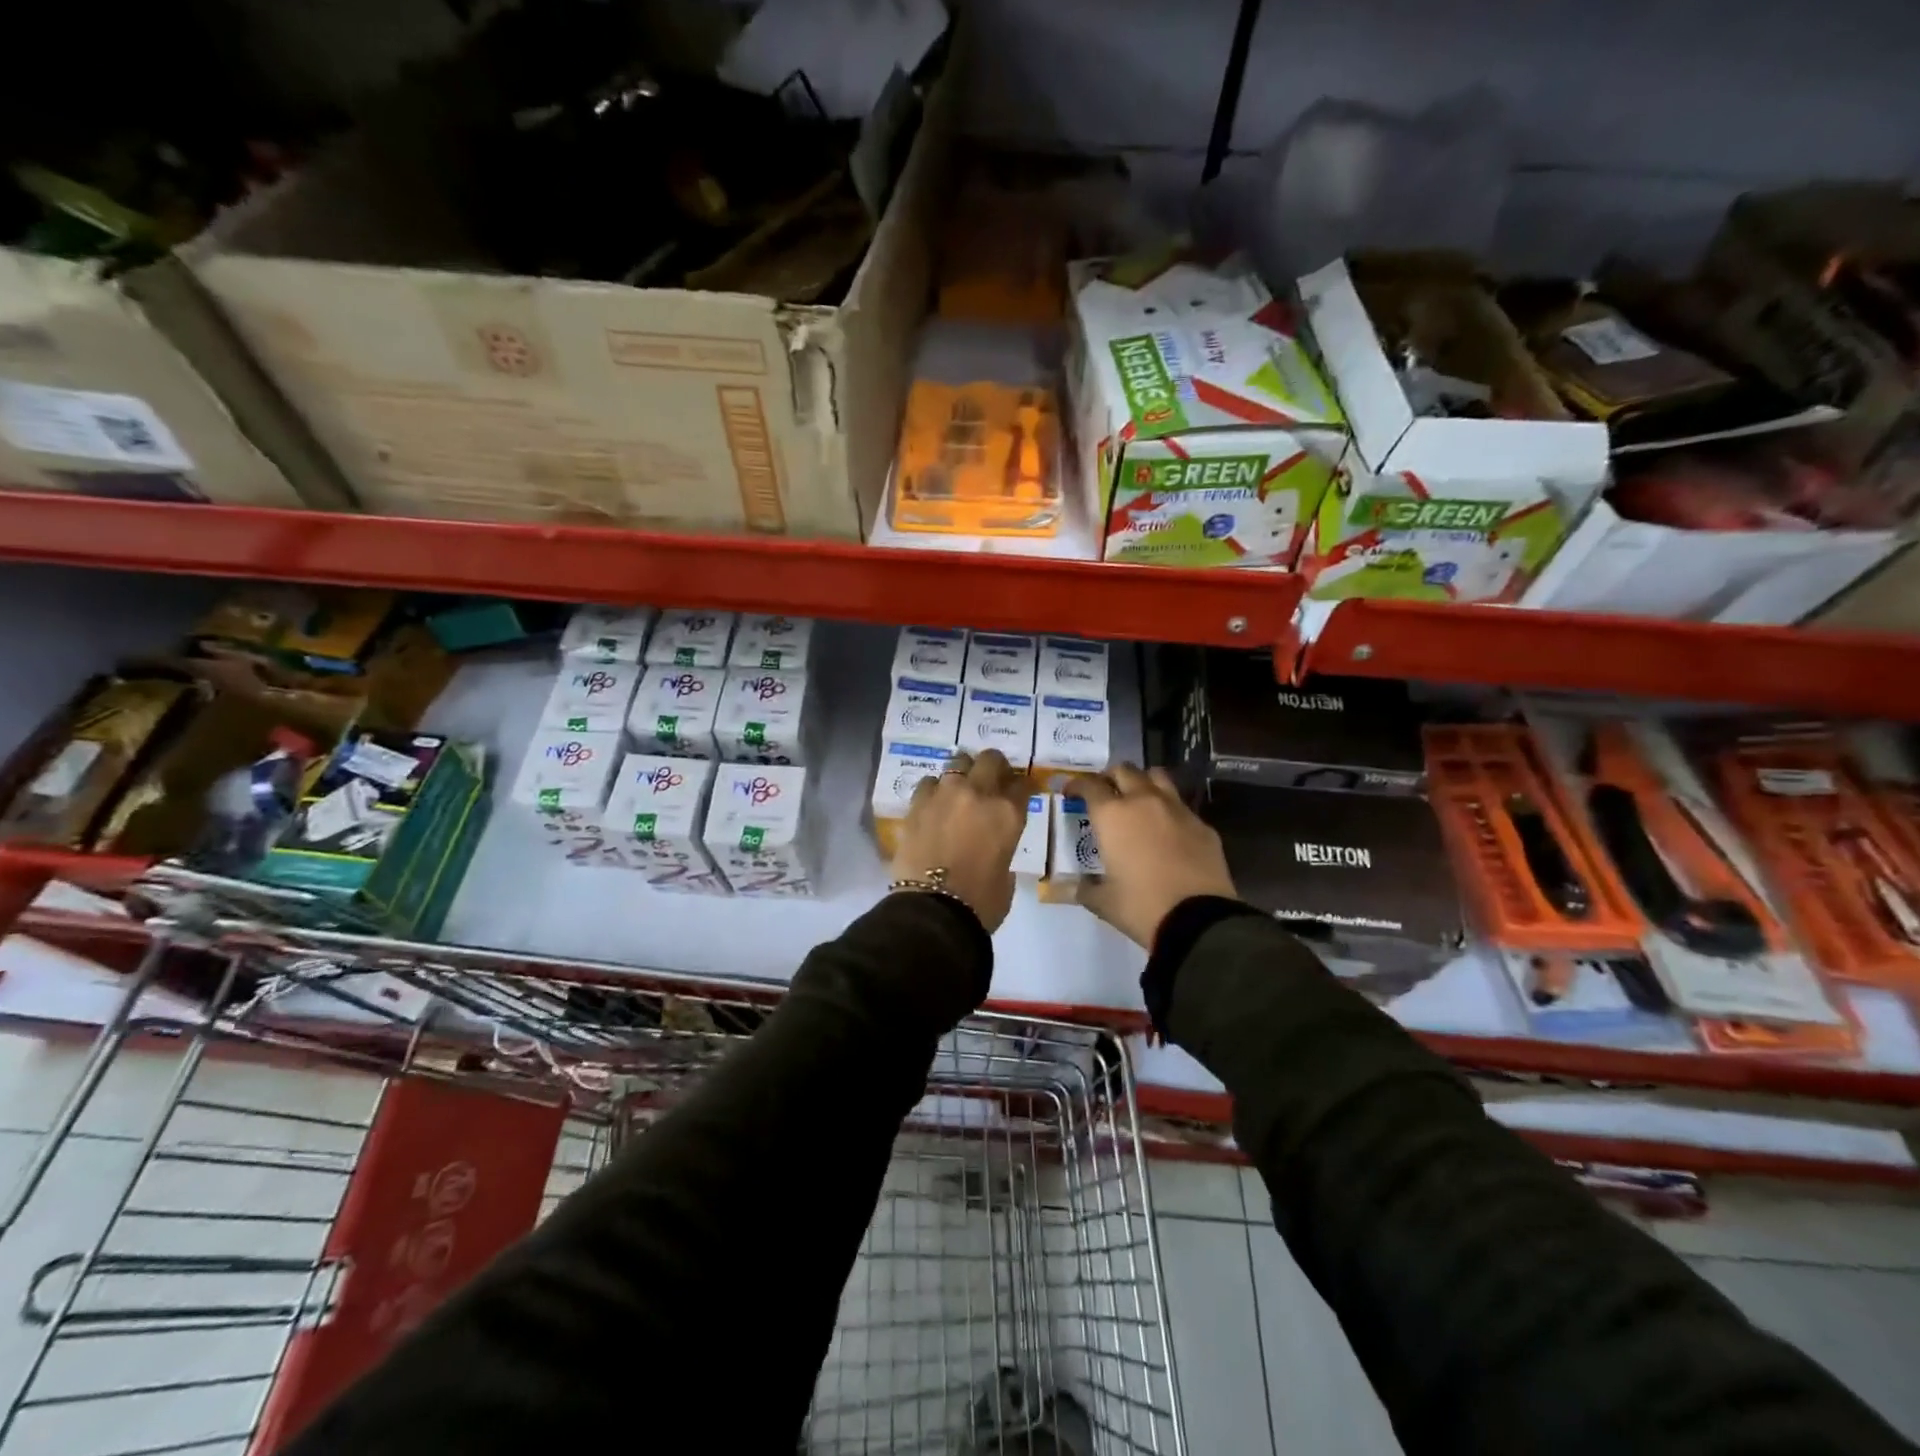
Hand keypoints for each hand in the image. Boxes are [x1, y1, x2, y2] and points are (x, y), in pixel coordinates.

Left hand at [891, 749, 1027, 931]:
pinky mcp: (917, 803)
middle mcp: (979, 793)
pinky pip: (928, 782)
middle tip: (992, 779)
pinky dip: (934, 789)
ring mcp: (945, 794)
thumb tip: (993, 845)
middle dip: (994, 766)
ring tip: (960, 788)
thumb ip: (1003, 848)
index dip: (1023, 786)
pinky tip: (934, 803)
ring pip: (957, 761)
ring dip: (963, 772)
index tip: (1020, 791)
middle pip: (991, 759)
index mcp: (1008, 812)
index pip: (1023, 783)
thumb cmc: (981, 902)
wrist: (934, 910)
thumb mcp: (1007, 875)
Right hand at [1068, 764, 1237, 947]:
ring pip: (1157, 777)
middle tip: (1104, 794)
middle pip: (1124, 771)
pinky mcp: (1202, 825)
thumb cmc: (1141, 906)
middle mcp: (1144, 802)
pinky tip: (1167, 830)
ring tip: (1137, 799)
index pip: (1090, 785)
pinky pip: (1181, 806)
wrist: (1198, 921)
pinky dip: (1168, 810)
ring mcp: (1177, 810)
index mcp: (1113, 815)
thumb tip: (1075, 886)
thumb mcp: (1103, 902)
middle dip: (1110, 778)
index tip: (1071, 792)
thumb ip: (1085, 888)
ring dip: (1142, 782)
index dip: (1077, 785)